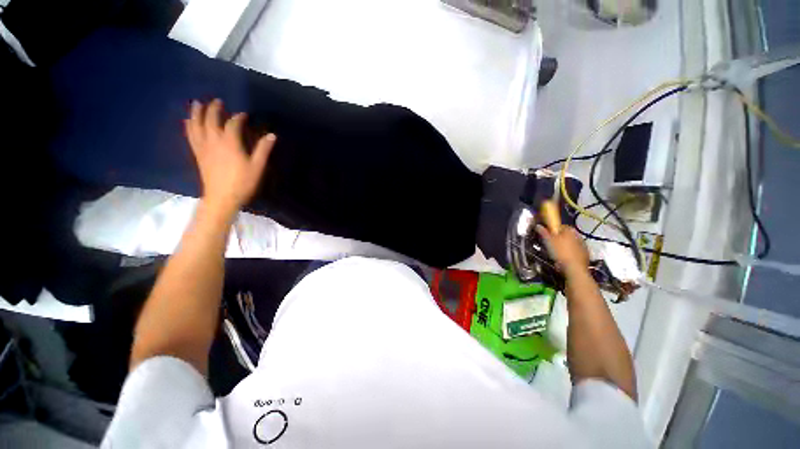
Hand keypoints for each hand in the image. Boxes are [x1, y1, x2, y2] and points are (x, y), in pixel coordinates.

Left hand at [185, 99, 275, 214]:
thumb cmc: (242, 182)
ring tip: (197, 103)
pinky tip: (188, 121)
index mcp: (230, 143)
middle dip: (214, 109)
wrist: (222, 197)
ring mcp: (203, 147)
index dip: (238, 118)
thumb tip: (272, 135)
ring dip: (197, 113)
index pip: (232, 124)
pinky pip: (191, 136)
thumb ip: (263, 149)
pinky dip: (189, 126)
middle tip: (218, 101)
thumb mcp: (257, 167)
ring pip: (197, 125)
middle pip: (211, 120)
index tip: (244, 115)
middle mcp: (214, 141)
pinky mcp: (198, 154)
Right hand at [536, 225, 589, 275]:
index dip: (552, 230)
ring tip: (556, 252)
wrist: (574, 268)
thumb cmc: (560, 252)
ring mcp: (583, 245)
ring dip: (565, 245)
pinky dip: (570, 253)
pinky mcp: (585, 254)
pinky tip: (564, 258)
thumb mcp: (548, 241)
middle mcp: (578, 235)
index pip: (560, 226)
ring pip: (571, 243)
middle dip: (559, 238)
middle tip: (550, 243)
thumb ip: (543, 232)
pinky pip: (575, 251)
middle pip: (566, 234)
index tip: (547, 234)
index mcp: (570, 230)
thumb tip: (538, 225)